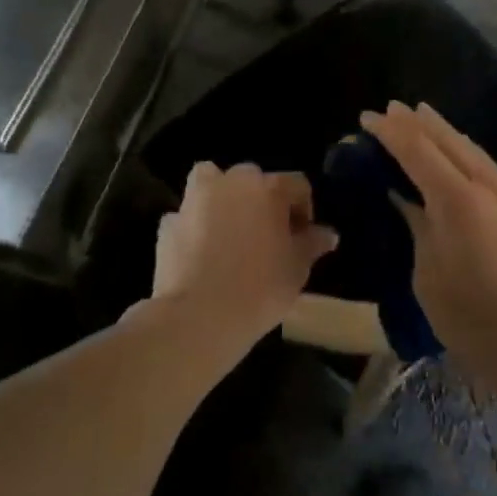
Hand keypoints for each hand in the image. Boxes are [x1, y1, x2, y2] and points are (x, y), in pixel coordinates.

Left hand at [148, 162, 337, 368]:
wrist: (199, 316)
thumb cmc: (260, 288)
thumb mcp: (298, 268)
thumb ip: (312, 244)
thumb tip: (328, 234)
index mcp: (268, 188)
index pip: (297, 185)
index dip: (304, 209)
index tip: (303, 237)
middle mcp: (231, 182)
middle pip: (254, 179)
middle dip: (263, 201)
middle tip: (268, 235)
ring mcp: (195, 200)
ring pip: (211, 182)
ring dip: (222, 197)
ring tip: (229, 230)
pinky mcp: (168, 223)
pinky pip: (188, 216)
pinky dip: (194, 226)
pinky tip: (200, 252)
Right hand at [361, 102, 496, 394]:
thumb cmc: (479, 322)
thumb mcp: (430, 280)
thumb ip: (420, 232)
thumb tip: (410, 204)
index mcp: (458, 201)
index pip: (417, 152)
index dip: (391, 132)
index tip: (369, 117)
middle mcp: (489, 188)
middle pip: (450, 142)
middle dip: (420, 123)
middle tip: (395, 107)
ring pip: (475, 153)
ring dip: (447, 133)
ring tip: (426, 119)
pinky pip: (490, 171)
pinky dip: (467, 156)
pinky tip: (462, 162)